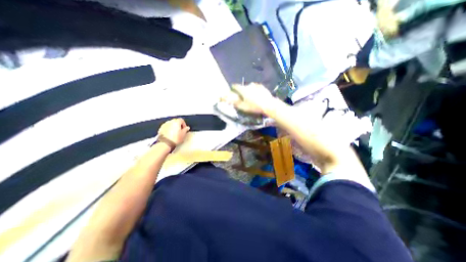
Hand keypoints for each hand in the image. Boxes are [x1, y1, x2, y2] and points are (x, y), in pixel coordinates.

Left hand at [159, 117, 190, 145]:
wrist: (165, 143)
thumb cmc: (175, 138)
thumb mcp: (183, 134)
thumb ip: (185, 130)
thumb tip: (187, 128)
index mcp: (176, 122)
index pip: (181, 120)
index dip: (184, 124)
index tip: (185, 129)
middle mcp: (170, 121)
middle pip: (175, 121)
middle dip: (178, 125)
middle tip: (180, 131)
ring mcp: (164, 124)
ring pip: (170, 124)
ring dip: (173, 127)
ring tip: (175, 133)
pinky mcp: (160, 128)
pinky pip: (166, 127)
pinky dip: (168, 129)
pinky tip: (170, 134)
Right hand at [220, 81, 272, 113]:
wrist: (268, 105)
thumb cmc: (254, 107)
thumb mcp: (242, 106)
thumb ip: (234, 102)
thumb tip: (226, 99)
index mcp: (243, 89)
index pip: (235, 86)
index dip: (233, 89)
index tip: (233, 93)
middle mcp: (249, 85)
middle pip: (242, 87)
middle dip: (241, 91)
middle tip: (242, 98)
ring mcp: (256, 85)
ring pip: (249, 87)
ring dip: (248, 91)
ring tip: (251, 98)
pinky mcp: (262, 87)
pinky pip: (256, 88)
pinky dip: (254, 91)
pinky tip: (257, 96)